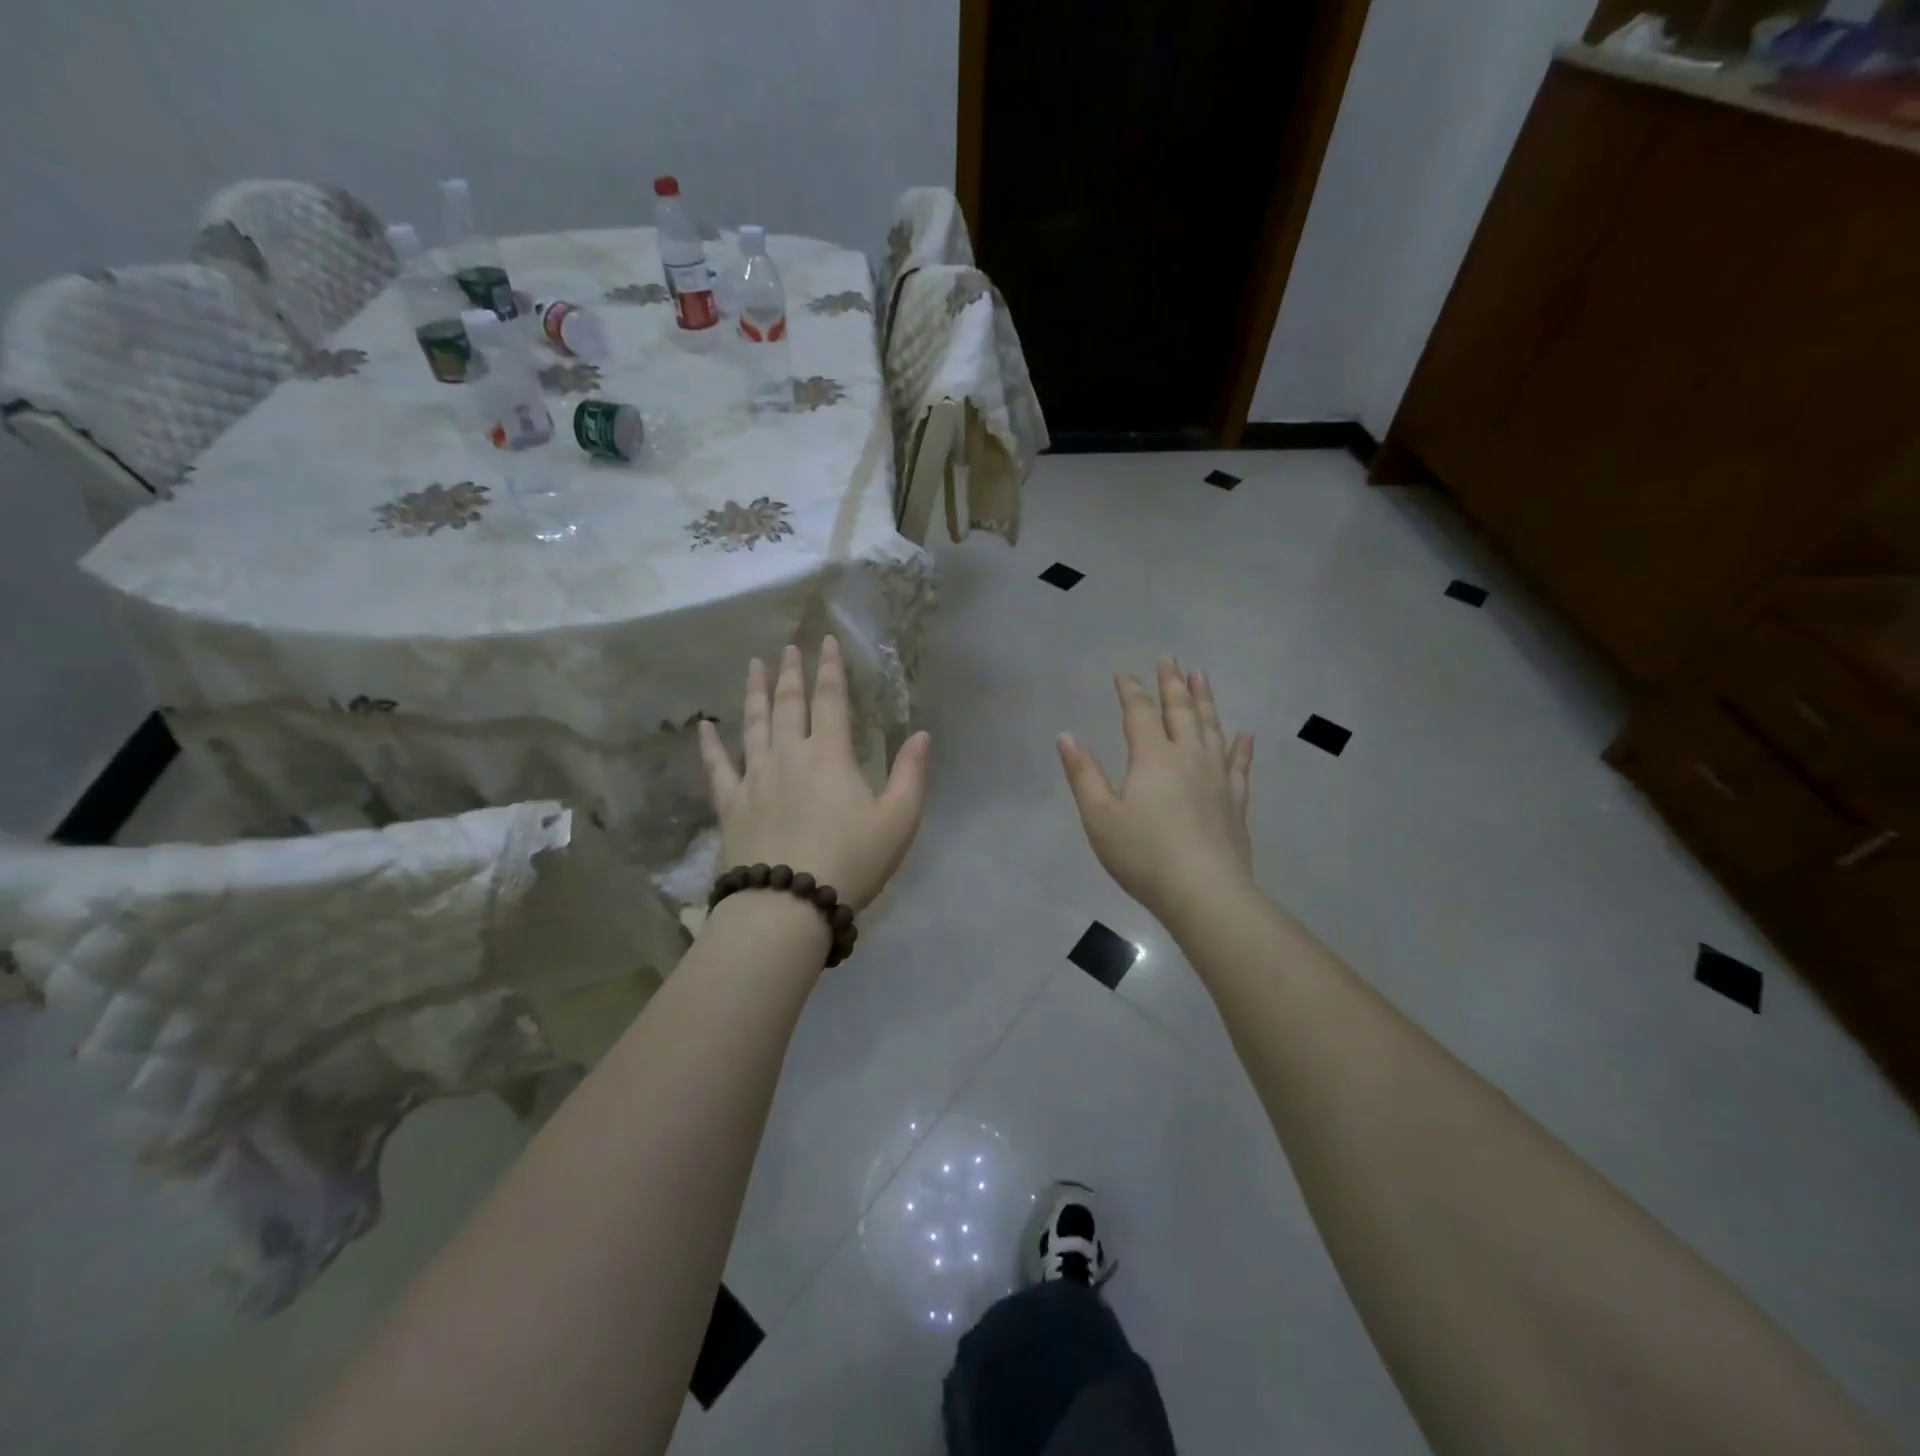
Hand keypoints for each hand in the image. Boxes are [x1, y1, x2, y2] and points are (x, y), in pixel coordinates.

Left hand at [699, 636, 929, 910]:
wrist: (787, 905)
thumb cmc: (851, 862)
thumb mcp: (898, 821)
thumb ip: (911, 774)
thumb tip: (921, 735)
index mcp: (829, 755)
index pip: (830, 699)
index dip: (830, 668)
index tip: (825, 641)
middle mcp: (788, 755)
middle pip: (787, 704)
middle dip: (790, 673)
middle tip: (787, 647)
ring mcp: (755, 778)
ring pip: (753, 724)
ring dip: (754, 693)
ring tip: (753, 666)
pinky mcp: (731, 804)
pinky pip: (718, 767)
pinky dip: (710, 745)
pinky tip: (705, 727)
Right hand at [1058, 660, 1255, 921]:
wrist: (1204, 892)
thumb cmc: (1143, 855)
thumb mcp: (1100, 817)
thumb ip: (1083, 774)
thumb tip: (1066, 736)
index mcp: (1152, 758)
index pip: (1139, 713)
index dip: (1130, 691)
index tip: (1123, 674)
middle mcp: (1188, 757)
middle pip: (1180, 711)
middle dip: (1172, 684)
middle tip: (1170, 659)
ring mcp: (1217, 777)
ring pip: (1212, 728)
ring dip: (1205, 700)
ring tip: (1202, 677)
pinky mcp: (1235, 801)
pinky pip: (1239, 764)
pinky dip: (1241, 747)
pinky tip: (1245, 735)